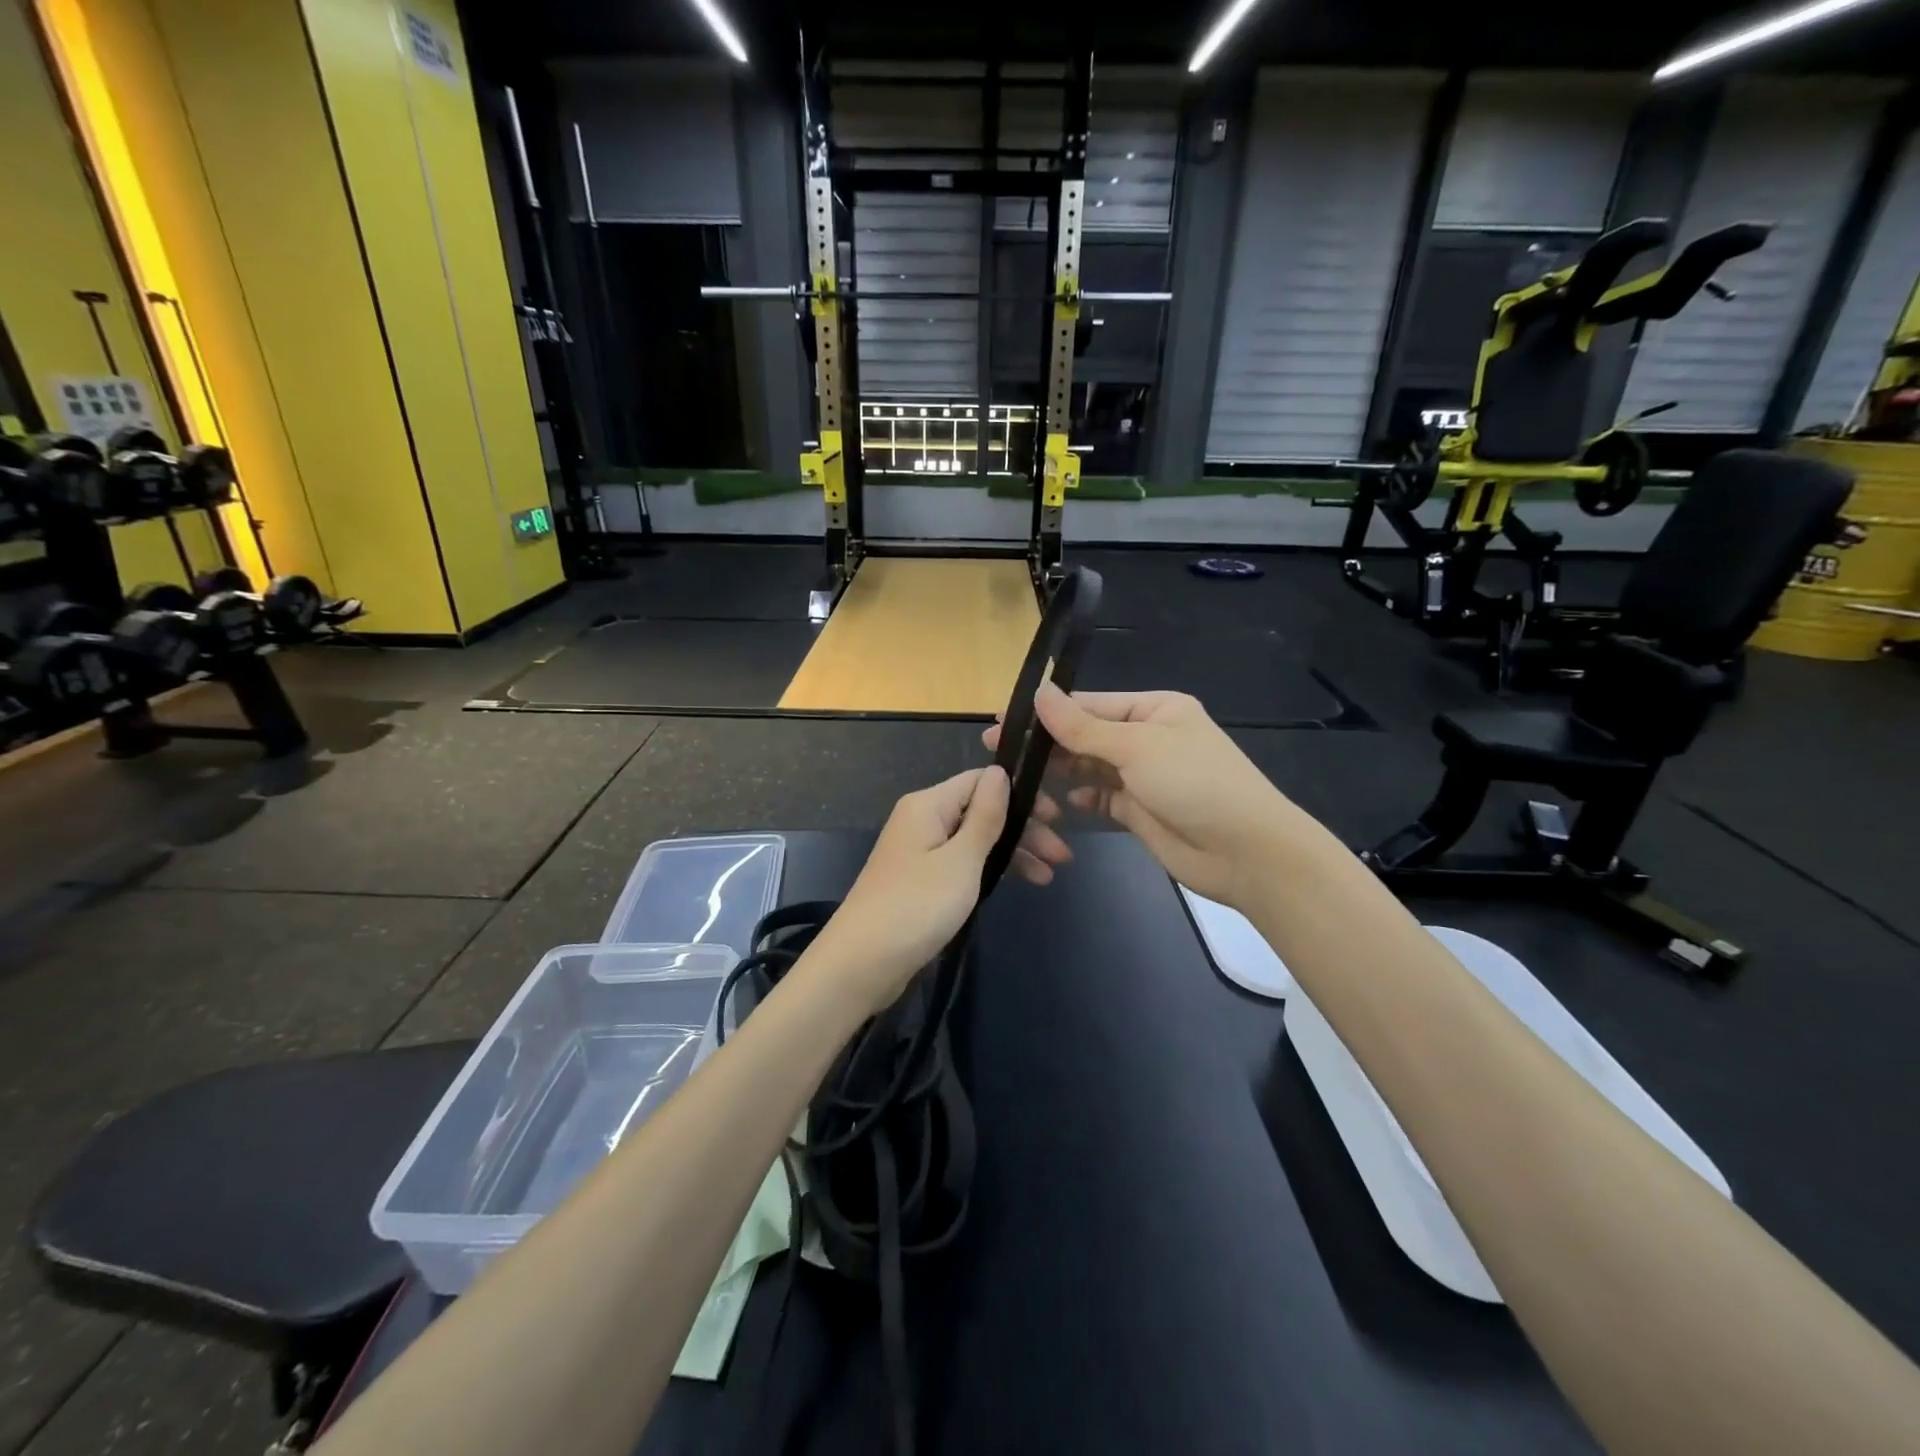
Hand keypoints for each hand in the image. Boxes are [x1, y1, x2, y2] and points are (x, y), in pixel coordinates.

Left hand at [807, 767, 1066, 1015]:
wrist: (862, 963)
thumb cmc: (916, 906)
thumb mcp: (961, 859)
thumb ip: (985, 816)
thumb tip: (1000, 771)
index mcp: (928, 804)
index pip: (981, 781)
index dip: (1020, 794)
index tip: (1056, 818)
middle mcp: (922, 820)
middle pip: (981, 811)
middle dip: (1023, 829)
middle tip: (1062, 856)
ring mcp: (920, 852)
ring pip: (975, 840)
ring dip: (1012, 852)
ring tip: (1049, 876)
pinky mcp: (920, 881)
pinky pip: (963, 863)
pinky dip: (991, 870)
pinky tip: (1018, 883)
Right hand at [985, 685, 1316, 912]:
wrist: (1245, 852)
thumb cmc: (1194, 784)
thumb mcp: (1136, 747)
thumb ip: (1082, 726)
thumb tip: (1038, 692)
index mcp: (1154, 709)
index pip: (1090, 704)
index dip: (1047, 712)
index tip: (1003, 722)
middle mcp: (1148, 737)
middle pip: (1087, 735)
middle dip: (1048, 743)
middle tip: (999, 752)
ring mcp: (1144, 776)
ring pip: (1091, 767)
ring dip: (1062, 770)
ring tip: (1022, 778)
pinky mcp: (1140, 810)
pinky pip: (1101, 797)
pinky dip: (1082, 797)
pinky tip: (1061, 801)